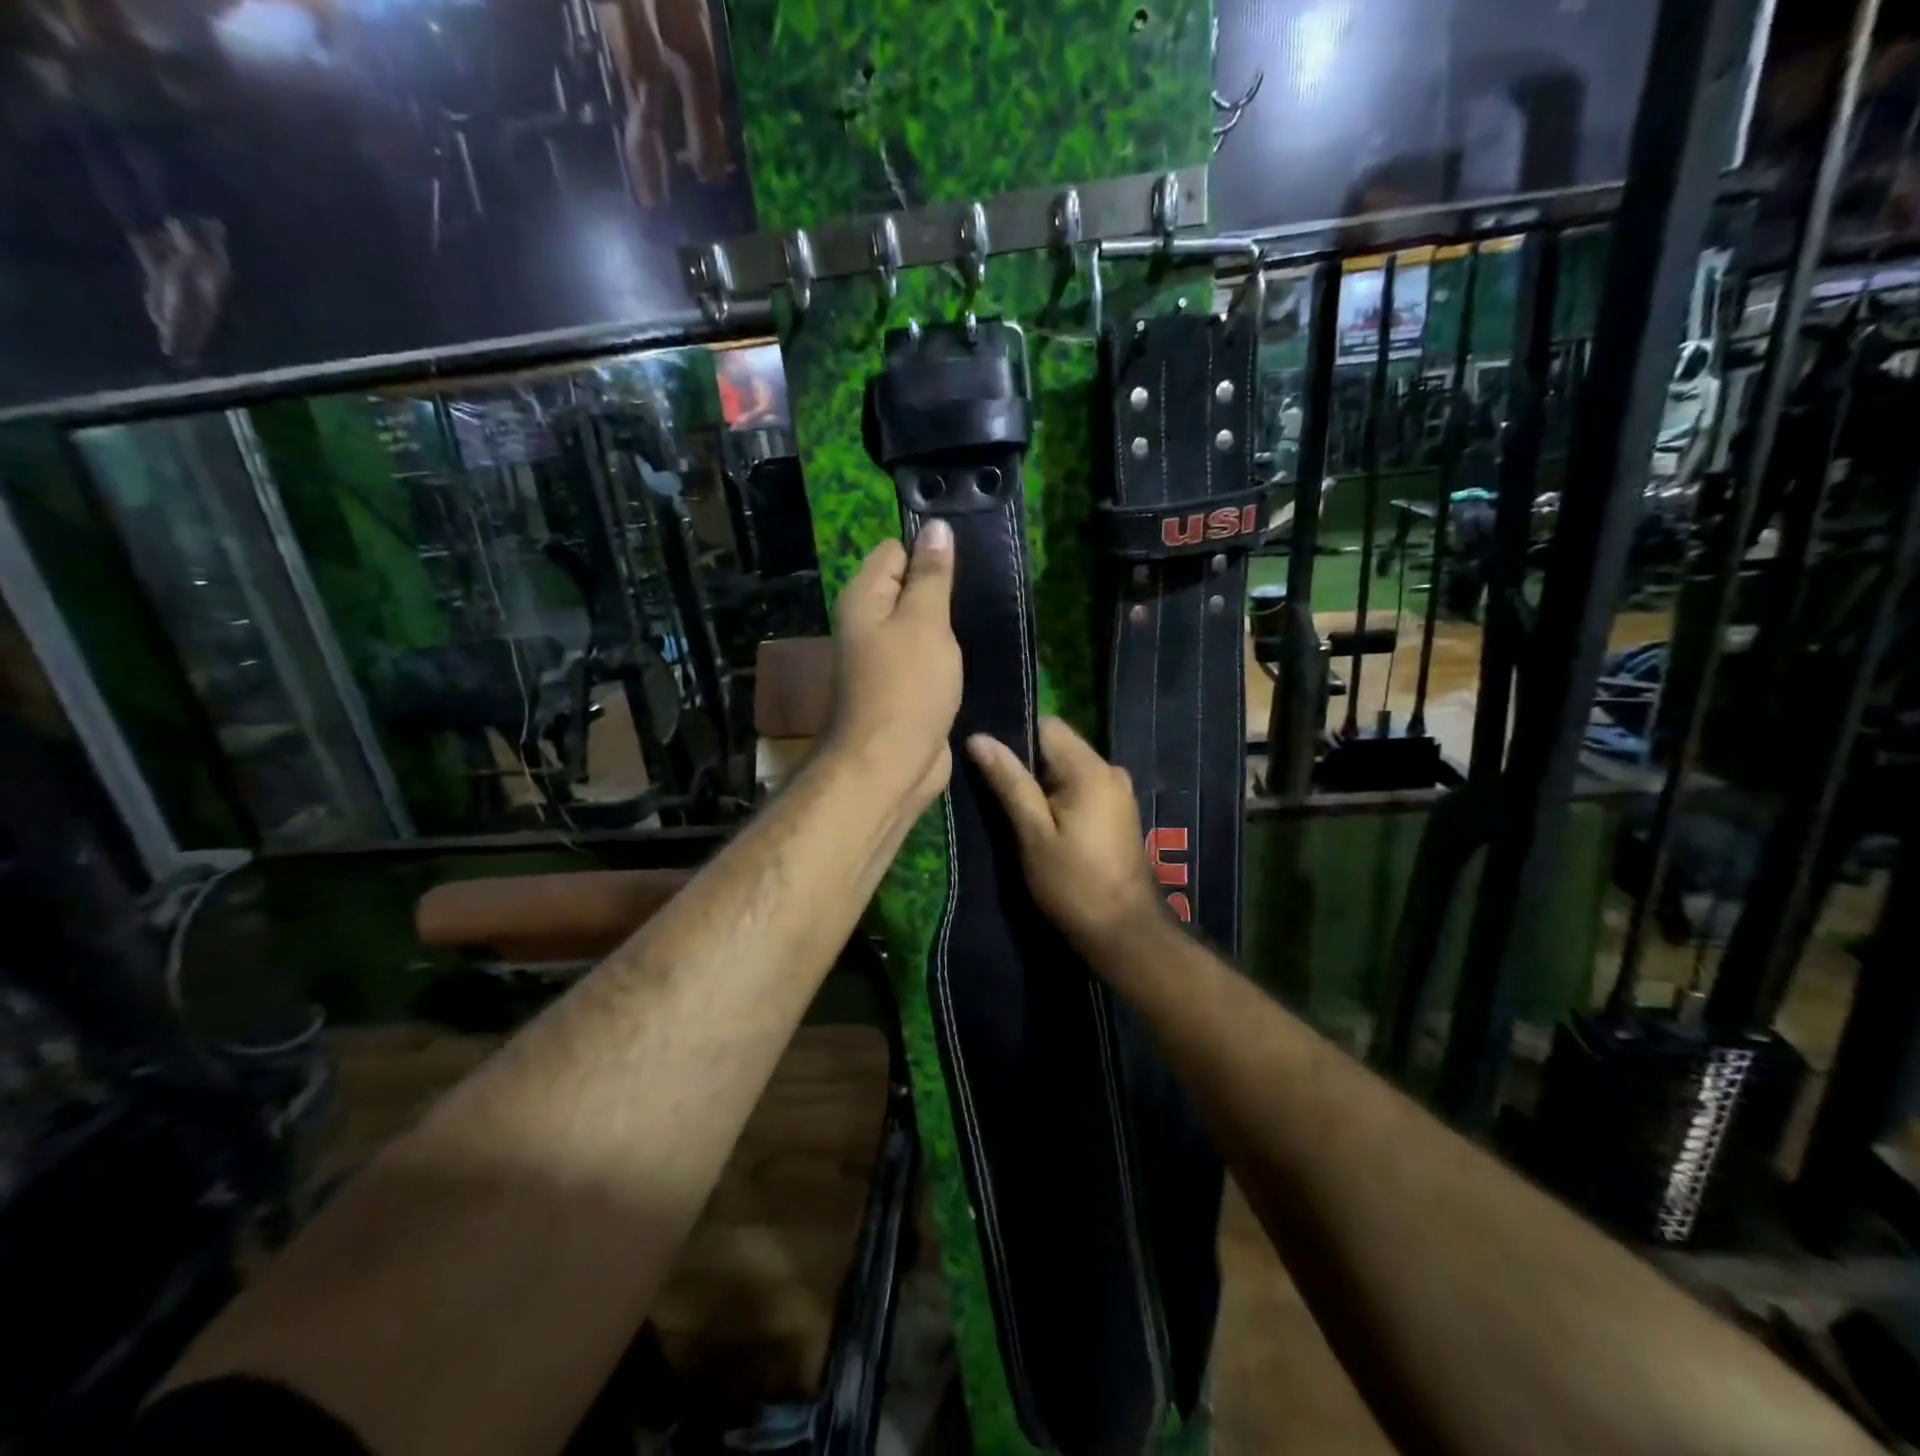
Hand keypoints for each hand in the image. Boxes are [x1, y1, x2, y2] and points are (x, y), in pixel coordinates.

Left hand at [824, 521, 960, 811]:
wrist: (891, 764)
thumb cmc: (907, 686)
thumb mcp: (924, 621)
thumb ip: (931, 575)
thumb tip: (936, 527)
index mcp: (864, 598)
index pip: (895, 551)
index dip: (929, 549)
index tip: (970, 556)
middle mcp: (868, 624)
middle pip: (909, 588)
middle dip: (944, 587)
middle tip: (987, 588)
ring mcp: (886, 659)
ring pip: (922, 626)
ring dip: (950, 624)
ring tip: (989, 615)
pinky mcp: (906, 688)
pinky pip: (929, 658)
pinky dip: (949, 656)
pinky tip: (978, 652)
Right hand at [966, 717, 1165, 957]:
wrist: (1124, 932)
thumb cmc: (1073, 884)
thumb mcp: (1033, 833)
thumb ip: (1009, 782)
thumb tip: (979, 738)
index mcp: (1091, 770)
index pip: (1046, 725)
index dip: (1015, 737)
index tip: (989, 763)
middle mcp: (1110, 770)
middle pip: (1058, 746)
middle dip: (1027, 764)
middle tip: (996, 793)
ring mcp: (1118, 791)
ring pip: (1068, 768)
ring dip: (1041, 784)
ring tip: (1016, 812)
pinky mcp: (1119, 811)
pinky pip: (1081, 787)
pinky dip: (1059, 797)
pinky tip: (1043, 824)